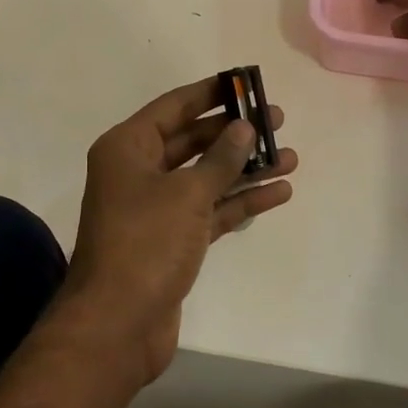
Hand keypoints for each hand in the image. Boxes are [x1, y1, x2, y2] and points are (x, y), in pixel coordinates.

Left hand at [60, 77, 298, 387]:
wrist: (118, 325)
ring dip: (245, 168)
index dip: (210, 93)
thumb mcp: (186, 194)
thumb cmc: (145, 244)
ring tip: (289, 156)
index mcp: (128, 148)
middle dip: (234, 132)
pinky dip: (239, 201)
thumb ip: (220, 159)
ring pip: (205, 177)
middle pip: (193, 141)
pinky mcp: (173, 240)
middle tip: (277, 120)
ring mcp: (155, 208)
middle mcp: (138, 172)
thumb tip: (244, 127)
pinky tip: (277, 192)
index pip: (174, 107)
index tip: (246, 82)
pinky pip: (210, 210)